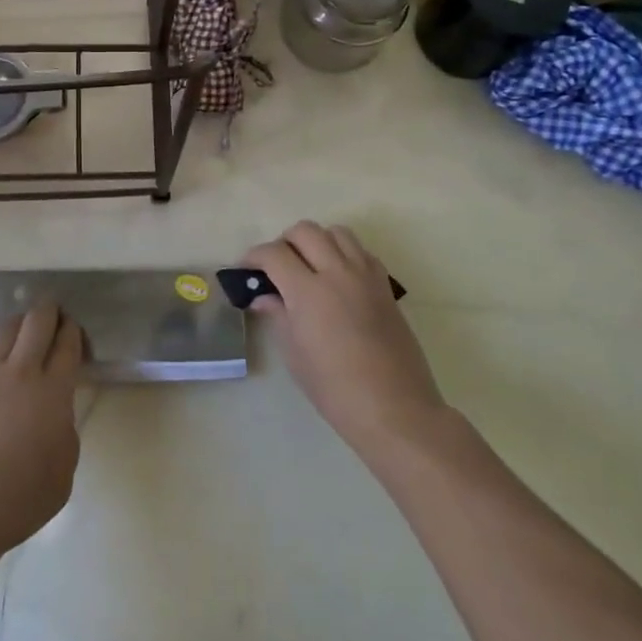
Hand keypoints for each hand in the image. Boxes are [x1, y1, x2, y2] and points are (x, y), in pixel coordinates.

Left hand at [0, 302, 83, 554]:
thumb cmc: (19, 499)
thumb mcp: (63, 472)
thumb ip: (64, 431)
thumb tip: (54, 413)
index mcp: (53, 392)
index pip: (67, 344)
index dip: (72, 331)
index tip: (73, 330)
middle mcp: (20, 372)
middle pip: (37, 321)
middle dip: (49, 311)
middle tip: (53, 314)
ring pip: (5, 330)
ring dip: (19, 325)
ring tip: (22, 333)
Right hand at [244, 222, 447, 461]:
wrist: (395, 409)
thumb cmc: (335, 389)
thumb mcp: (295, 354)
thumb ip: (278, 315)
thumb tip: (263, 296)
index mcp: (308, 291)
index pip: (274, 253)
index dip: (254, 256)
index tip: (246, 269)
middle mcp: (337, 273)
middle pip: (306, 230)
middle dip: (285, 241)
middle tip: (277, 266)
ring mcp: (365, 276)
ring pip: (337, 232)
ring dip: (317, 241)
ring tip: (310, 266)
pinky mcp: (385, 286)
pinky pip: (362, 251)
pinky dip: (345, 253)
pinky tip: (338, 278)